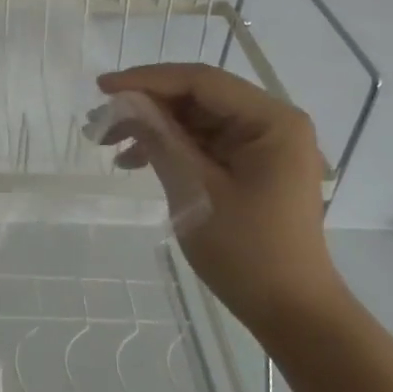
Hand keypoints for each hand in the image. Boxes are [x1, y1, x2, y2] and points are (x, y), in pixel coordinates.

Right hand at [94, 63, 344, 332]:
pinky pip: (205, 143)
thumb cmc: (247, 251)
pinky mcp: (254, 166)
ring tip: (110, 144)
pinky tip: (136, 161)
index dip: (147, 80)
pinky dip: (170, 147)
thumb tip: (124, 102)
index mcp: (272, 121)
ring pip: (197, 119)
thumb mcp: (194, 190)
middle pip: (199, 97)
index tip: (102, 88)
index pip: (201, 81)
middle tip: (101, 121)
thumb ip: (160, 138)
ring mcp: (265, 146)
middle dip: (146, 105)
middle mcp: (273, 123)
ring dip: (154, 127)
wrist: (292, 311)